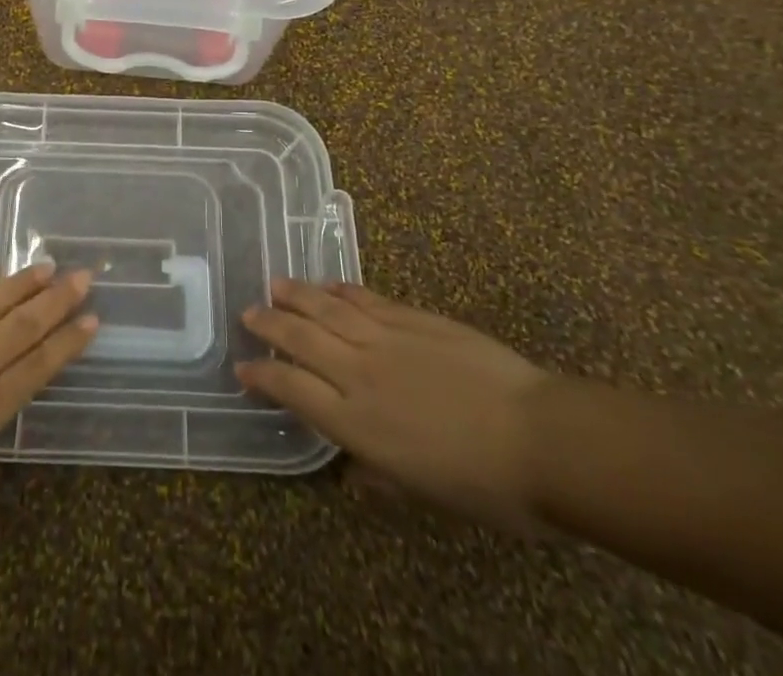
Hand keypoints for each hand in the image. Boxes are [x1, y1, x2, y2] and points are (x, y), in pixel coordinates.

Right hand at [237, 280, 551, 534]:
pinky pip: (366, 299)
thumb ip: (381, 477)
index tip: (243, 368)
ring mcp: (386, 339)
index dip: (264, 376)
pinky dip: (342, 290)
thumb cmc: (486, 485)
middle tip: (249, 313)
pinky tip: (331, 286)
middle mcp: (359, 374)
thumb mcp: (426, 496)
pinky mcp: (413, 317)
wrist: (540, 438)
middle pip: (301, 339)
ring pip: (327, 308)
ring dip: (297, 295)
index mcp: (357, 424)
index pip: (293, 390)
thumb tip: (353, 472)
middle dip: (270, 325)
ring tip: (276, 285)